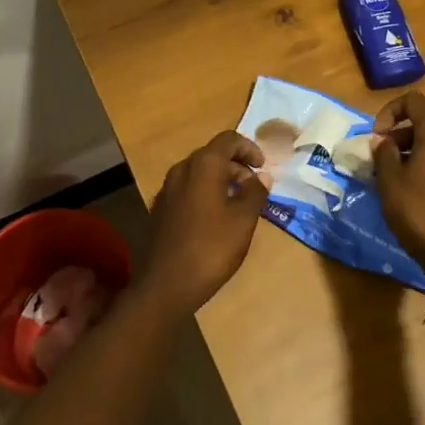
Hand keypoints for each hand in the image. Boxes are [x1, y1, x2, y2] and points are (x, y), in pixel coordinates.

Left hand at [143, 132, 267, 314]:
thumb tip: (262, 176)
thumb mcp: (243, 220)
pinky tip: (216, 219)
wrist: (165, 285)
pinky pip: (188, 189)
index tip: (263, 167)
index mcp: (203, 165)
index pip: (229, 140)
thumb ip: (255, 192)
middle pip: (213, 155)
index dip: (249, 148)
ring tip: (239, 205)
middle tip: (254, 189)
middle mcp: (182, 169)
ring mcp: (168, 189)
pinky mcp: (161, 209)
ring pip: (200, 173)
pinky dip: (206, 193)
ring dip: (222, 181)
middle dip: (237, 166)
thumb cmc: (210, 248)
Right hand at [371, 91, 424, 264]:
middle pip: (420, 125)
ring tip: (387, 177)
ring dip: (406, 153)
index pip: (414, 102)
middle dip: (395, 137)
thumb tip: (382, 141)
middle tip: (377, 160)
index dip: (391, 111)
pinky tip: (405, 190)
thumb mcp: (390, 180)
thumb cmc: (417, 209)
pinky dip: (420, 166)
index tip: (377, 135)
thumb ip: (383, 154)